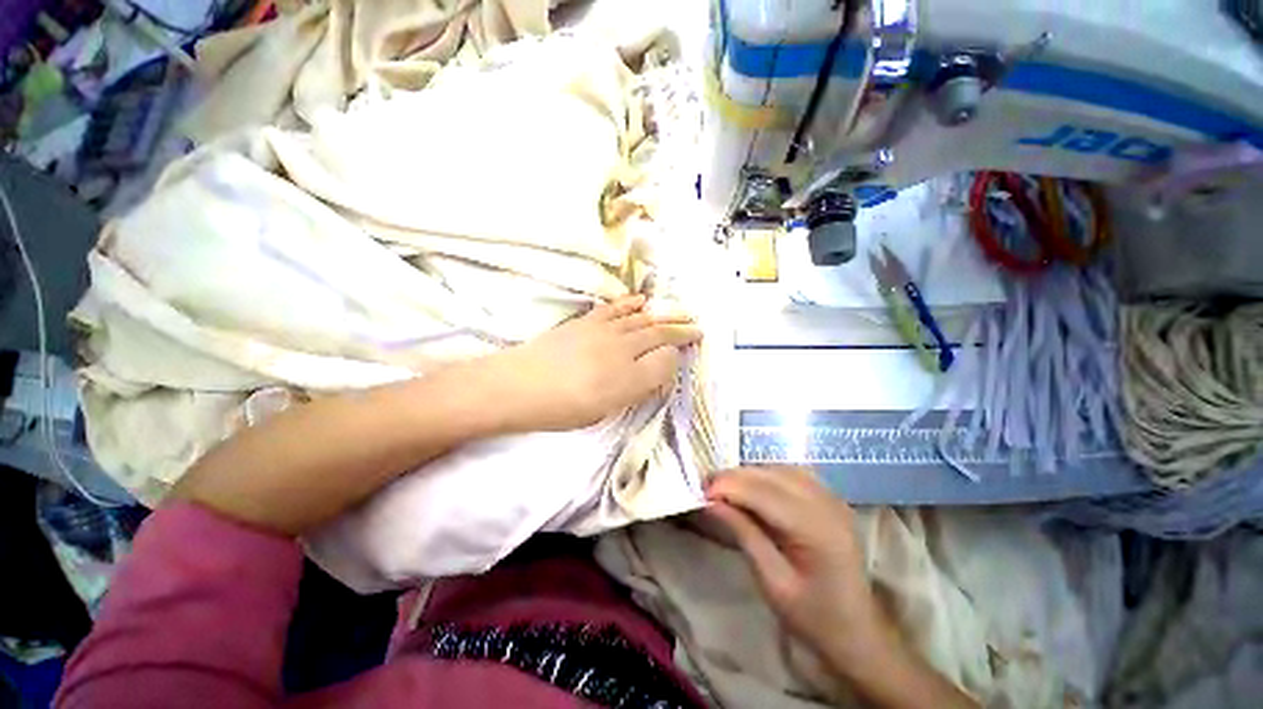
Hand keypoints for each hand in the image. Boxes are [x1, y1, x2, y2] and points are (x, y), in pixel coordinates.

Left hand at [484, 295, 701, 431]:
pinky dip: (632, 304)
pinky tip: (642, 301)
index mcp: (629, 375)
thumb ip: (638, 387)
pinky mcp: (587, 322)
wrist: (518, 385)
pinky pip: (616, 308)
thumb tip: (659, 367)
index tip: (689, 349)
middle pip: (658, 333)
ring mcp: (604, 331)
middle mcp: (623, 347)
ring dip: (662, 315)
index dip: (679, 352)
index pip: (665, 358)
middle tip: (697, 326)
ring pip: (641, 319)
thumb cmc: (562, 407)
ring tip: (678, 311)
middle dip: (680, 329)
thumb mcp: (606, 409)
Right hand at [705, 466, 896, 669]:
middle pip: (771, 475)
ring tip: (727, 488)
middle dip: (735, 477)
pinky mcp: (832, 499)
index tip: (700, 493)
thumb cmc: (813, 617)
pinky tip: (755, 487)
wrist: (858, 632)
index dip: (728, 486)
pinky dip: (768, 475)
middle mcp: (827, 504)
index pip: (763, 493)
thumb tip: (711, 502)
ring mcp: (833, 498)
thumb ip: (743, 534)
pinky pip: (794, 474)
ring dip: (750, 474)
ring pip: (781, 469)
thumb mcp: (772, 582)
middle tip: (708, 489)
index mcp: (816, 530)